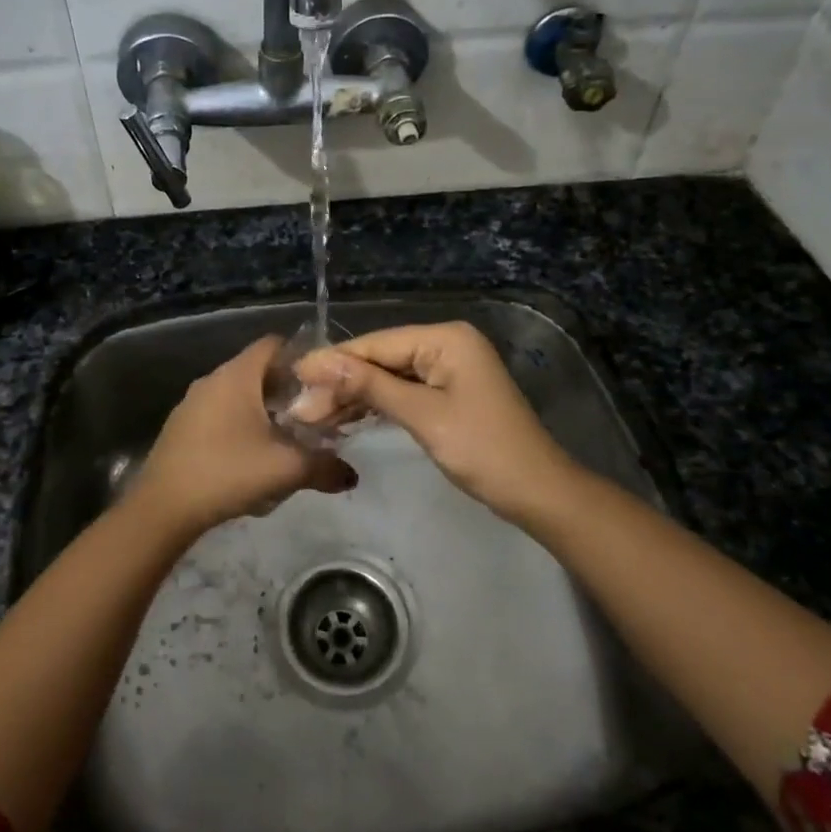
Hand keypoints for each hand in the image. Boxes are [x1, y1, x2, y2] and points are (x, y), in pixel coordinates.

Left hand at [132, 336, 355, 535]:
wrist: (163, 506)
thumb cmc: (227, 472)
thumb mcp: (285, 469)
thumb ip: (324, 467)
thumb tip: (352, 475)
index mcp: (237, 375)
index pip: (274, 344)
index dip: (301, 357)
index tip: (323, 383)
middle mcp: (213, 378)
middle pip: (257, 369)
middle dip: (286, 389)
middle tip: (312, 415)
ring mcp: (192, 402)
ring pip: (238, 393)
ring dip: (262, 409)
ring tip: (285, 437)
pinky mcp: (181, 425)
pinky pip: (219, 412)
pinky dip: (239, 423)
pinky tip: (250, 455)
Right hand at [294, 321, 574, 524]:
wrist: (536, 492)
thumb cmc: (482, 449)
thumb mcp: (422, 416)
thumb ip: (369, 386)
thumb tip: (318, 363)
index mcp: (445, 339)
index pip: (376, 345)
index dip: (334, 362)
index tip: (294, 377)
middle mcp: (445, 344)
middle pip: (380, 359)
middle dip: (341, 383)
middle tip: (300, 409)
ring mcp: (447, 369)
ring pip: (388, 377)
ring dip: (354, 397)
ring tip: (314, 417)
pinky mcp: (447, 393)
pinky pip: (403, 391)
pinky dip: (376, 406)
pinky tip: (345, 418)